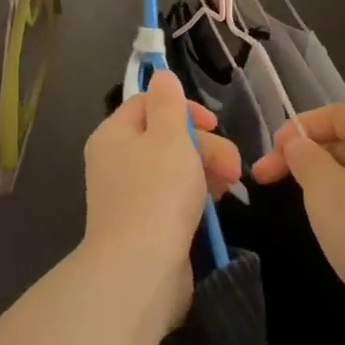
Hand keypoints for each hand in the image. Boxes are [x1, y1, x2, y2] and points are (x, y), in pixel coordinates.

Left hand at [82, 69, 241, 330]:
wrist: (141, 268)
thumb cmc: (157, 192)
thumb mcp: (168, 136)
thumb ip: (168, 103)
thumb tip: (161, 76)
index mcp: (113, 135)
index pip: (147, 103)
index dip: (183, 107)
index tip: (212, 123)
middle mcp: (117, 162)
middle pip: (166, 136)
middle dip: (205, 144)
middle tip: (231, 164)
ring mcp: (132, 194)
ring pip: (176, 167)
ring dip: (207, 168)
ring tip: (230, 184)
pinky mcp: (148, 222)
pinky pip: (176, 196)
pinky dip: (197, 194)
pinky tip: (216, 203)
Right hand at [252, 102, 344, 344]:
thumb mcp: (324, 189)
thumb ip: (304, 159)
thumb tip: (298, 143)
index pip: (339, 112)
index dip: (302, 124)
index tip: (272, 150)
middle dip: (304, 155)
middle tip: (264, 181)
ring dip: (322, 185)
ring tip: (294, 206)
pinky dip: (343, 211)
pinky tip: (329, 234)